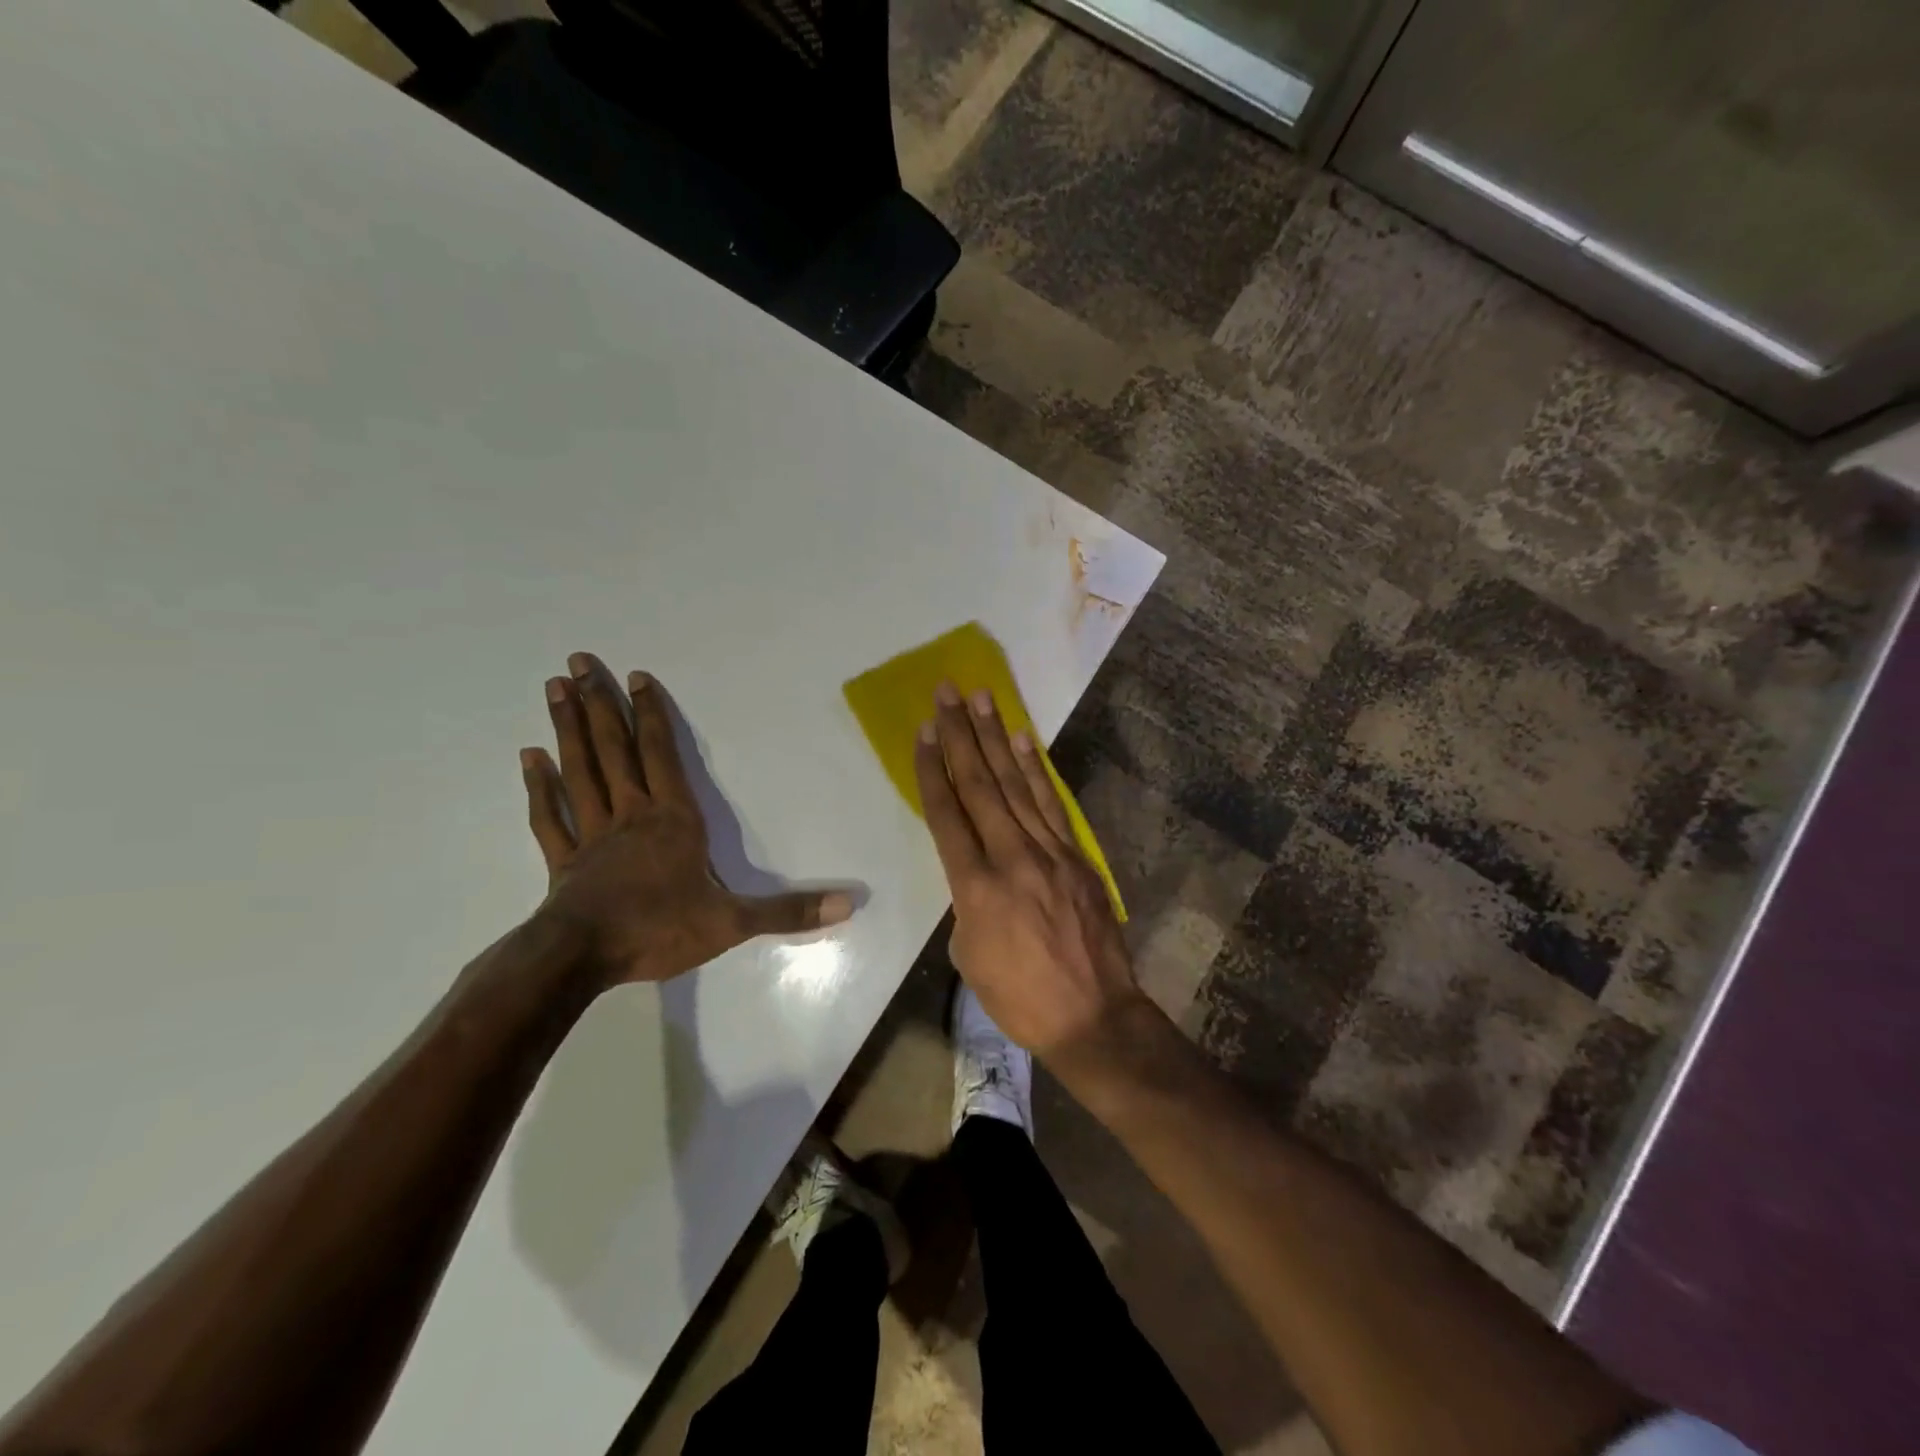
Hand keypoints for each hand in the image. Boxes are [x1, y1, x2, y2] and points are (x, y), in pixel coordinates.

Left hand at [521, 652, 852, 988]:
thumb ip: (788, 912)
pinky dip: (539, 786)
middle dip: (599, 704)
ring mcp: (591, 835)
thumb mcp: (733, 922)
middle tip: (579, 660)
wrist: (581, 960)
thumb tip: (848, 905)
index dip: (650, 715)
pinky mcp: (563, 860)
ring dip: (568, 728)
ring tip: (555, 687)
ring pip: (579, 770)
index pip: (661, 755)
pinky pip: (548, 815)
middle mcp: (630, 815)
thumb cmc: (659, 930)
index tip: (636, 676)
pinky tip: (529, 757)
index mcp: (672, 820)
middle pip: (613, 749)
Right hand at [913, 682, 1145, 1062]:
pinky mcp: (1077, 856)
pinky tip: (1023, 742)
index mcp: (976, 887)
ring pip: (1016, 785)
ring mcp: (1050, 853)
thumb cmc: (1019, 997)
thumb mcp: (969, 955)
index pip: (947, 815)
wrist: (1093, 1015)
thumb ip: (967, 901)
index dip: (933, 769)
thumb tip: (976, 872)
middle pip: (980, 786)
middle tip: (947, 692)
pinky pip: (1051, 805)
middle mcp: (1011, 858)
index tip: (925, 731)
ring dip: (996, 738)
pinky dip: (1035, 771)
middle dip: (961, 736)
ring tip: (982, 699)